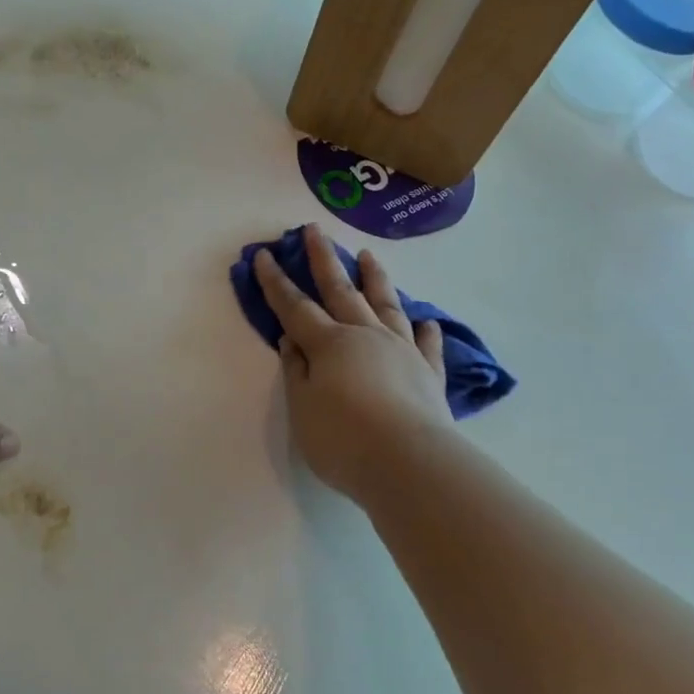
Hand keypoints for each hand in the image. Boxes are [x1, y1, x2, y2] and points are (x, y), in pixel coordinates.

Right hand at [254, 224, 451, 501]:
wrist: (410, 464)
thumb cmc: (344, 440)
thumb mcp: (303, 409)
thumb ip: (297, 372)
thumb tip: (292, 339)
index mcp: (330, 344)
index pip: (295, 306)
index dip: (276, 282)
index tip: (265, 254)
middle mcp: (366, 336)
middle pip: (341, 290)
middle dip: (324, 259)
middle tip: (314, 230)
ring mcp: (401, 351)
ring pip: (386, 305)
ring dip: (375, 278)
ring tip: (369, 255)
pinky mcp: (429, 373)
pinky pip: (427, 345)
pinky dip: (426, 332)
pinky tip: (428, 322)